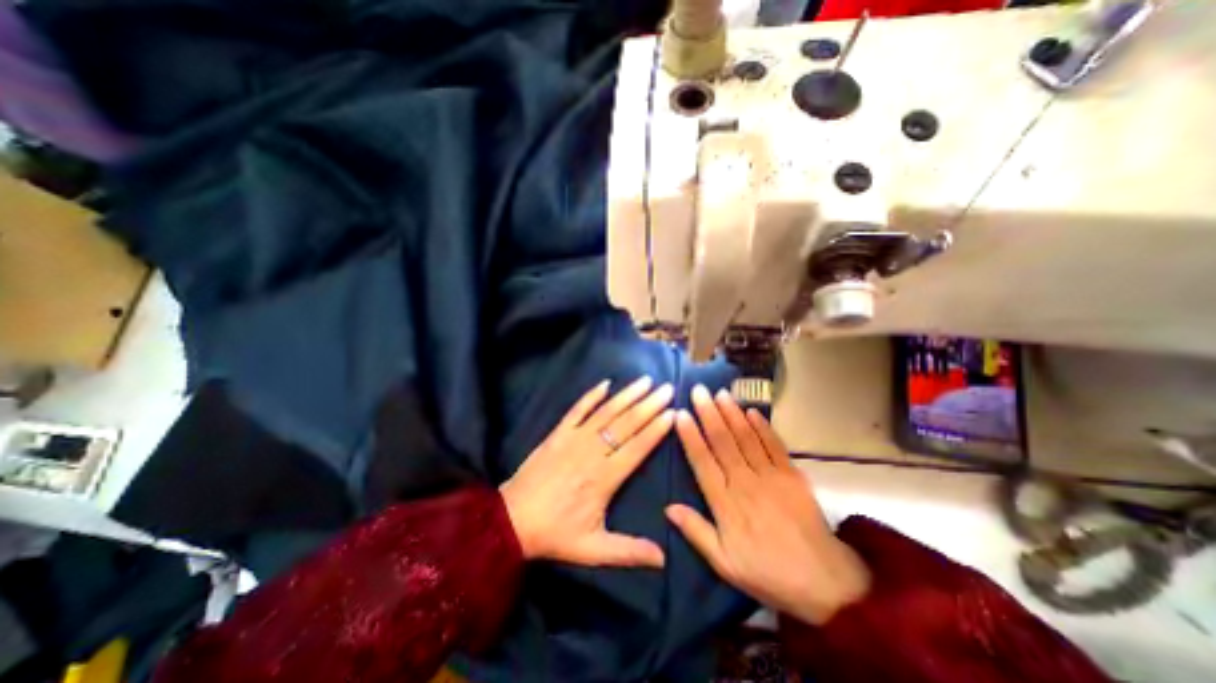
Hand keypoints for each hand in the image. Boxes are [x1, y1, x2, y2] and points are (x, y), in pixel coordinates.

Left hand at [501, 376, 673, 568]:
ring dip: (627, 395)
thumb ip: (628, 551)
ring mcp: (574, 438)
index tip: (673, 413)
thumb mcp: (592, 550)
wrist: (511, 520)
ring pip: (606, 412)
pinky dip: (591, 395)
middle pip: (626, 424)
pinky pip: (577, 409)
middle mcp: (592, 452)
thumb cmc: (555, 533)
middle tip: (667, 389)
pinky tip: (606, 383)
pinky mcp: (558, 432)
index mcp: (604, 478)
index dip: (656, 429)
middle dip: (649, 405)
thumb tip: (664, 559)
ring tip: (646, 380)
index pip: (637, 447)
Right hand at [663, 383, 873, 622]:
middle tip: (698, 391)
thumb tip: (669, 507)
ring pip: (746, 438)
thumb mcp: (725, 564)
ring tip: (720, 393)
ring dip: (732, 413)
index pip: (702, 462)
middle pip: (723, 442)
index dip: (690, 436)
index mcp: (726, 504)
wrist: (824, 583)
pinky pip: (774, 445)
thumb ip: (696, 532)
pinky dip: (763, 427)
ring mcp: (771, 477)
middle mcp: (745, 483)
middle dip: (708, 414)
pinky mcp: (793, 475)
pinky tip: (751, 411)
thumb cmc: (767, 572)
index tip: (680, 414)